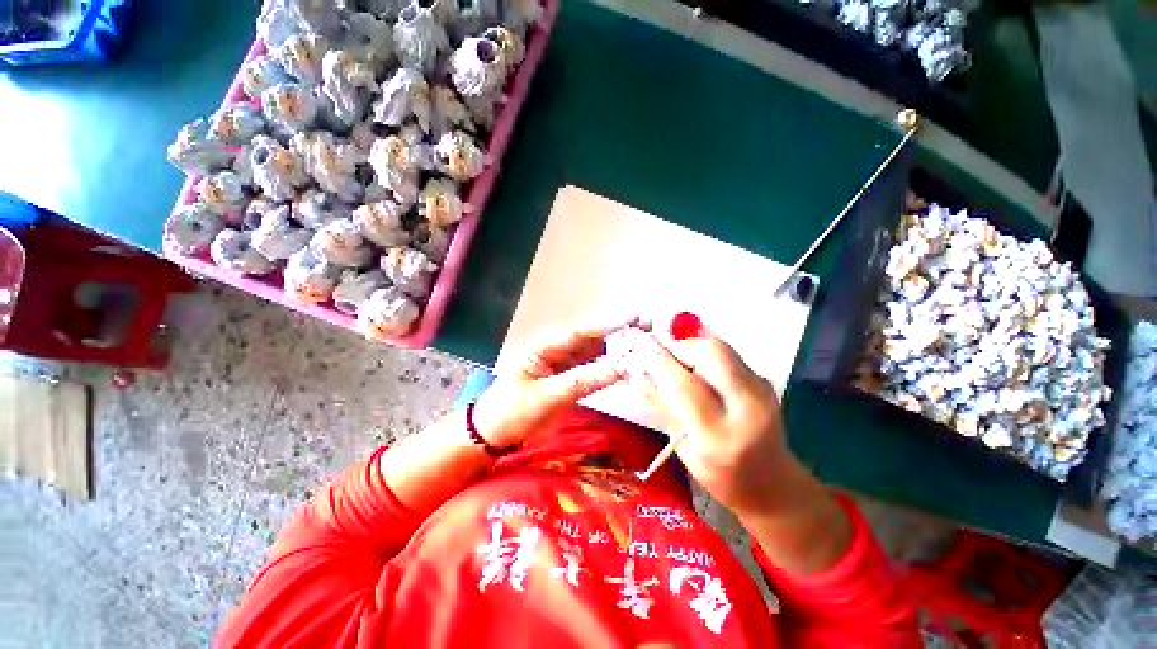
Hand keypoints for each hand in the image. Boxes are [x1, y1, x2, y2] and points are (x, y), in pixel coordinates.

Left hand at [472, 319, 635, 447]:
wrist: (495, 432)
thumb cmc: (511, 411)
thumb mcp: (544, 396)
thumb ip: (581, 381)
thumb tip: (618, 369)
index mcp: (546, 347)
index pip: (581, 332)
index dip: (608, 324)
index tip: (635, 318)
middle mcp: (560, 351)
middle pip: (594, 338)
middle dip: (620, 331)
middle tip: (651, 324)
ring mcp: (567, 365)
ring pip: (597, 352)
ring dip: (620, 347)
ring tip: (648, 341)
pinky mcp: (572, 379)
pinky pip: (596, 369)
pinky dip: (613, 367)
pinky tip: (631, 365)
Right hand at [626, 328, 794, 516]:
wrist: (774, 486)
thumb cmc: (720, 476)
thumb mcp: (683, 450)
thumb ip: (664, 409)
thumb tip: (640, 373)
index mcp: (718, 437)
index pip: (683, 387)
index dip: (659, 362)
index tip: (639, 349)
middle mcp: (747, 410)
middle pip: (712, 353)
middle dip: (681, 346)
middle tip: (664, 355)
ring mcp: (763, 392)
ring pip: (722, 349)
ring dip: (693, 349)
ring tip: (681, 365)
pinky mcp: (766, 383)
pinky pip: (729, 356)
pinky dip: (707, 357)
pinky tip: (701, 374)